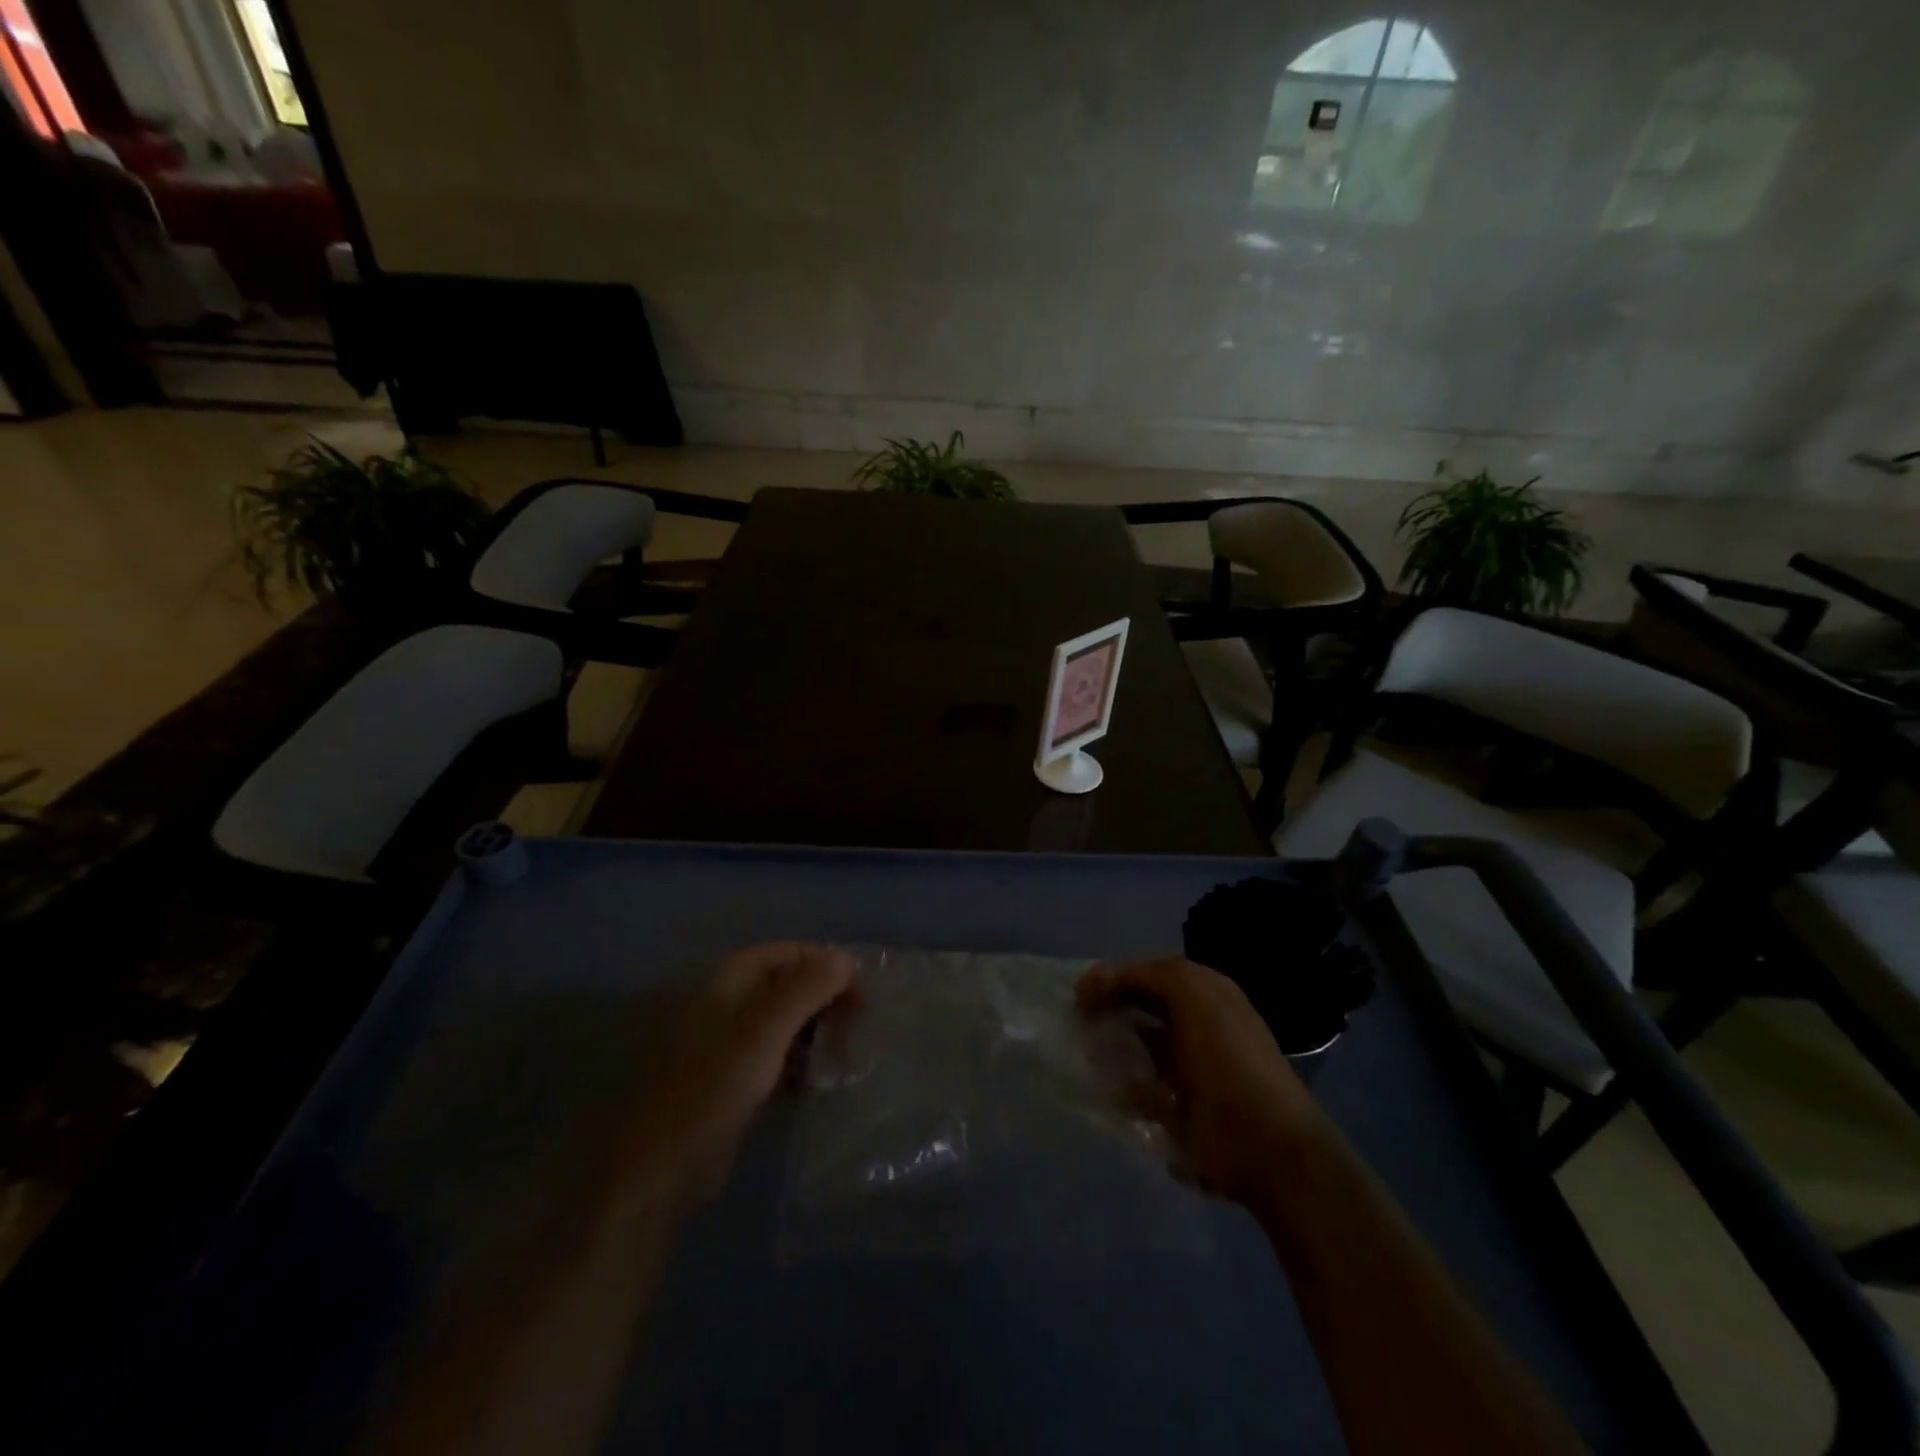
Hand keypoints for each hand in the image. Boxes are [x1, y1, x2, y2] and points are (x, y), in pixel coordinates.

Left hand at [615, 942, 855, 1207]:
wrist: (658, 1171)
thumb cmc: (712, 1088)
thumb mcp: (764, 1031)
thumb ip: (807, 988)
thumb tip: (845, 957)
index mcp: (727, 979)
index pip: (789, 953)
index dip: (827, 966)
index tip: (862, 995)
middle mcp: (725, 1002)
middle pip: (787, 985)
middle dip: (824, 1001)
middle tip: (857, 1029)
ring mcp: (724, 1043)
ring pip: (782, 1023)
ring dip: (815, 1034)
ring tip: (843, 1057)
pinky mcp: (727, 1081)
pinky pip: (772, 1057)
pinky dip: (798, 1062)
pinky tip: (818, 1082)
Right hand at [1078, 956, 1324, 1205]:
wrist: (1262, 1143)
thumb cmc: (1227, 1056)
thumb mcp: (1192, 991)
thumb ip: (1146, 974)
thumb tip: (1099, 980)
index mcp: (1206, 996)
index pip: (1149, 974)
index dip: (1115, 976)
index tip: (1081, 992)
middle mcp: (1196, 1027)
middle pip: (1140, 1009)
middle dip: (1108, 1009)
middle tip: (1078, 1019)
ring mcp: (1185, 1071)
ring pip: (1134, 1048)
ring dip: (1109, 1047)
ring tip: (1084, 1051)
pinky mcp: (1174, 1111)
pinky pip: (1135, 1091)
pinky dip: (1118, 1087)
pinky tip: (1103, 1087)